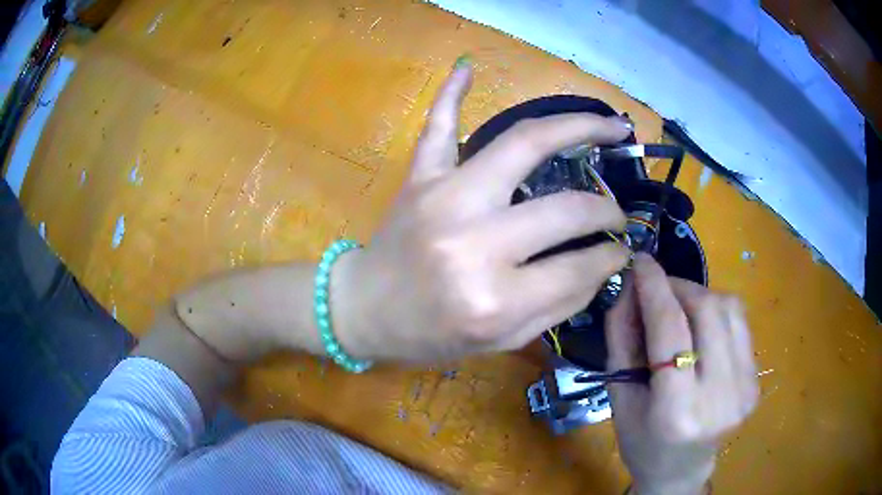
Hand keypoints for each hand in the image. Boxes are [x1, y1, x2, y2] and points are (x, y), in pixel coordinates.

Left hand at [333, 59, 633, 361]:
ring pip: (521, 144)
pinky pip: (439, 126)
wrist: (362, 311)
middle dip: (605, 208)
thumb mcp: (500, 341)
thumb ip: (559, 305)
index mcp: (492, 300)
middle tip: (618, 209)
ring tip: (610, 125)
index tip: (622, 248)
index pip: (577, 267)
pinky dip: (453, 93)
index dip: (611, 256)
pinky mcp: (419, 178)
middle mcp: (472, 243)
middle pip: (563, 208)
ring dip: (574, 127)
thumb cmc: (429, 335)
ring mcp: (443, 199)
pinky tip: (468, 67)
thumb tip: (604, 264)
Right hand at [605, 254, 758, 494]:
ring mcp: (745, 387)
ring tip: (678, 305)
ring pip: (729, 308)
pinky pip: (740, 323)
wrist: (681, 470)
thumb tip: (630, 286)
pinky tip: (701, 323)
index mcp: (677, 410)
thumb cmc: (641, 441)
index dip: (655, 287)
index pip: (671, 329)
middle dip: (679, 285)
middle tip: (657, 287)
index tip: (641, 260)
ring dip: (699, 294)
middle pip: (707, 309)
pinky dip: (717, 310)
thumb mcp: (619, 396)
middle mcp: (720, 395)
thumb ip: (622, 338)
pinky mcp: (756, 380)